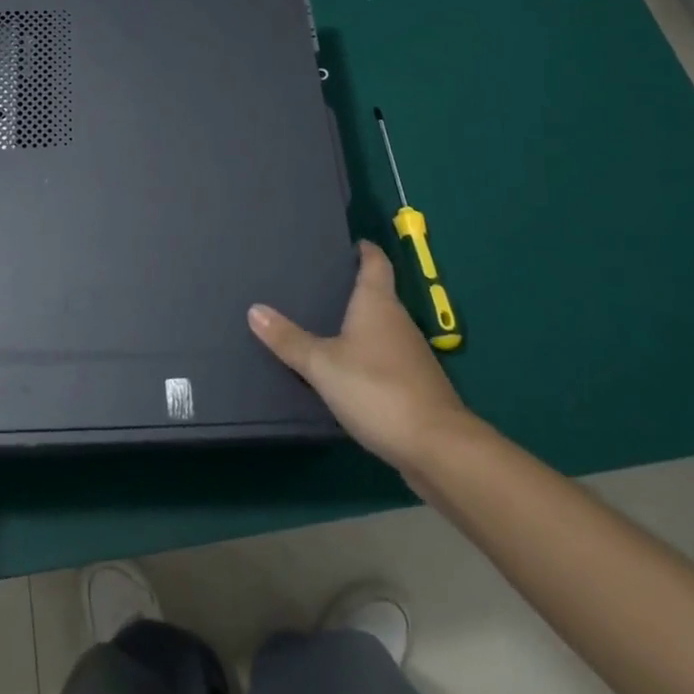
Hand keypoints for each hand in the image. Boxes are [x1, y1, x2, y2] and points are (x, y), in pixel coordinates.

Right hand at [249, 240, 471, 479]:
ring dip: (358, 323)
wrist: (439, 449)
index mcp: (378, 303)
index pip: (375, 261)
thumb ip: (289, 340)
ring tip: (322, 322)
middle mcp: (398, 320)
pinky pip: (385, 356)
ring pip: (381, 326)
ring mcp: (411, 354)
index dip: (363, 249)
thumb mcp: (322, 365)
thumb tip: (254, 309)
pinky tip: (345, 367)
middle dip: (351, 287)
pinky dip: (366, 354)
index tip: (345, 244)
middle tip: (315, 284)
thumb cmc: (378, 390)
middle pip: (377, 293)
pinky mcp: (416, 384)